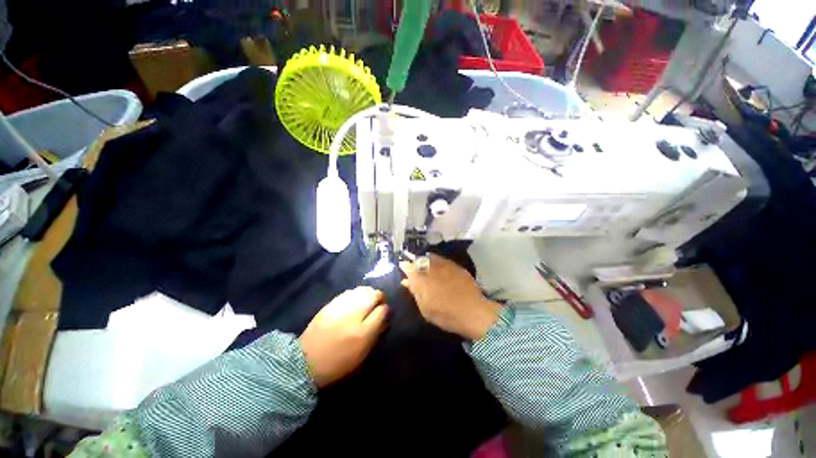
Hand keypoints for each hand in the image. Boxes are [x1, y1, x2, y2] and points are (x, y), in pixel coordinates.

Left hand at [299, 287, 387, 387]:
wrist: (306, 361)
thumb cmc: (339, 361)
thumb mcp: (362, 352)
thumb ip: (377, 331)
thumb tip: (385, 315)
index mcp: (363, 332)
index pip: (383, 310)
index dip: (386, 310)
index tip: (385, 313)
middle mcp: (354, 315)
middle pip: (374, 294)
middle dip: (379, 297)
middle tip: (378, 304)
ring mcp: (341, 306)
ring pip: (363, 289)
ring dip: (369, 293)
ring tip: (367, 300)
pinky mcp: (331, 303)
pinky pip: (350, 291)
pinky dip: (357, 293)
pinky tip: (356, 300)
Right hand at [400, 254, 500, 340]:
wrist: (473, 311)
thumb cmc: (445, 314)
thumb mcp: (425, 308)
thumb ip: (415, 292)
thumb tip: (406, 281)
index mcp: (421, 278)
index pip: (408, 266)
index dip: (404, 266)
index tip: (403, 268)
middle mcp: (431, 267)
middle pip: (418, 259)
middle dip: (414, 261)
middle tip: (413, 267)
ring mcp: (444, 264)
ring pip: (429, 256)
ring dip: (424, 259)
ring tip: (423, 266)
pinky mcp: (455, 265)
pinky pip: (441, 259)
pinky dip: (436, 261)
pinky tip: (437, 268)